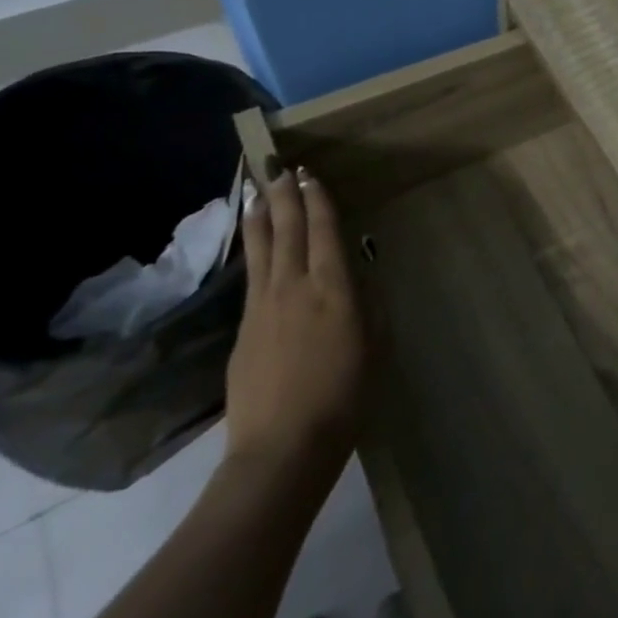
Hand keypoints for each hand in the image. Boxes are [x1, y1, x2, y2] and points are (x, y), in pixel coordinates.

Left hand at [227, 165, 368, 479]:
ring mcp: (262, 307)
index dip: (318, 201)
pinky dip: (253, 249)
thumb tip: (356, 276)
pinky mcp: (242, 329)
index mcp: (333, 289)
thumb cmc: (345, 396)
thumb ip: (366, 305)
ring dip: (261, 216)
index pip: (324, 232)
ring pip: (261, 249)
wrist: (282, 447)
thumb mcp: (374, 345)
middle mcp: (294, 287)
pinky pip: (250, 275)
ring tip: (257, 191)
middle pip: (288, 231)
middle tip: (280, 169)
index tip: (310, 175)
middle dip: (286, 196)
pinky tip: (254, 244)